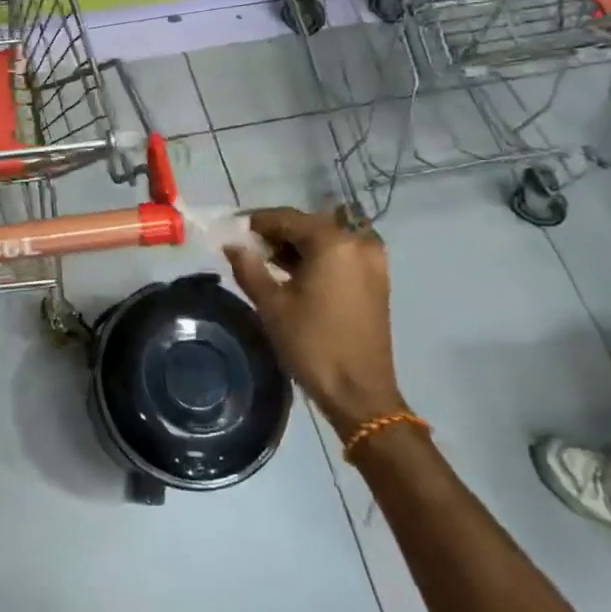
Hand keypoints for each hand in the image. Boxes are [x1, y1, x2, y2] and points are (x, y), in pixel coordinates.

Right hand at [225, 206, 404, 435]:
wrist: (359, 393)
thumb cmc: (312, 344)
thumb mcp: (271, 305)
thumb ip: (249, 267)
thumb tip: (233, 245)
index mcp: (333, 242)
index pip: (287, 218)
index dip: (258, 222)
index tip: (235, 230)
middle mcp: (358, 243)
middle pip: (310, 225)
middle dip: (279, 233)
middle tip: (251, 249)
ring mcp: (373, 261)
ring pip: (327, 239)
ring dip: (299, 245)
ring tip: (269, 263)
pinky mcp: (377, 280)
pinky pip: (342, 254)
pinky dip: (319, 257)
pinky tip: (296, 274)